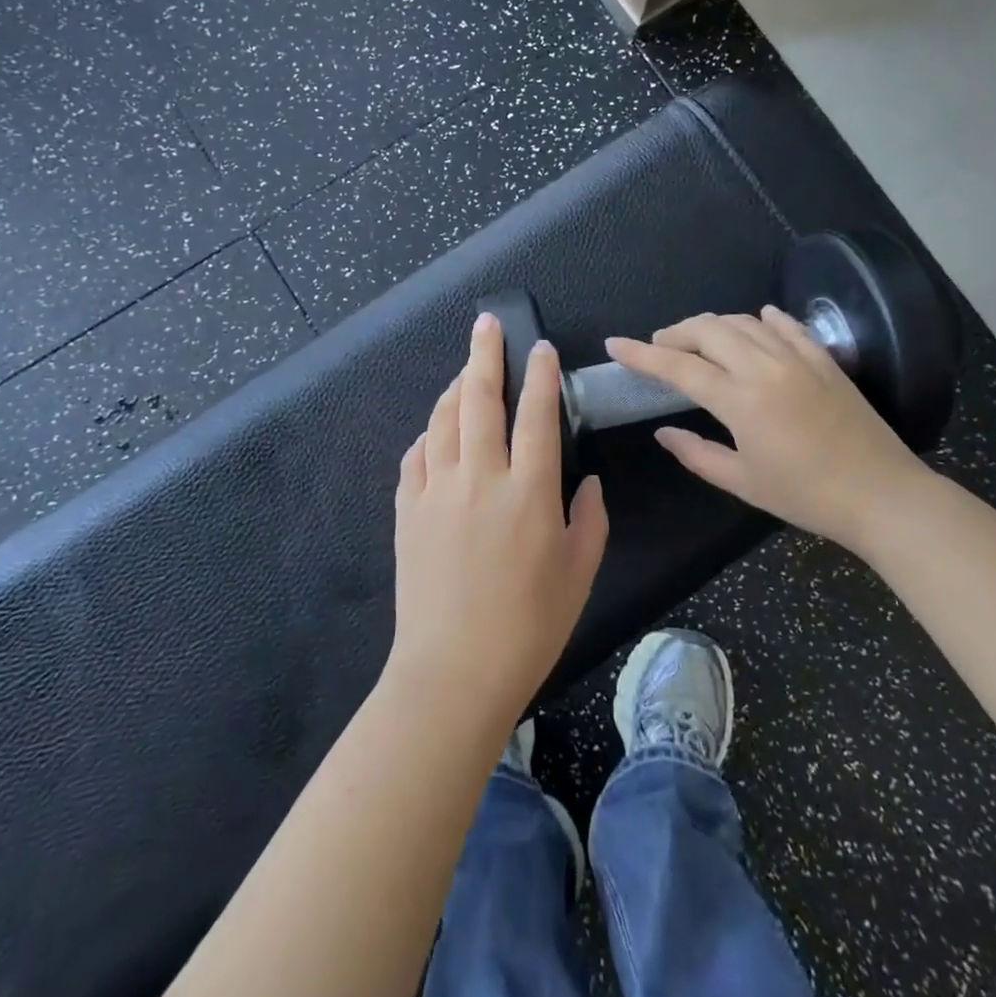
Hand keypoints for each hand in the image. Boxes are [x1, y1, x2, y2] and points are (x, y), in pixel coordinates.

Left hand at [388, 312, 608, 719]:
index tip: (540, 348)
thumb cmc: (528, 626)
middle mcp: (480, 477)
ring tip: (466, 371)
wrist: (453, 671)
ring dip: (456, 388)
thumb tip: (586, 484)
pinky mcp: (406, 510)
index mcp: (529, 491)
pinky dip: (428, 435)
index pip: (536, 414)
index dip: (540, 375)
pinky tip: (436, 433)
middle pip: (481, 398)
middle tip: (486, 324)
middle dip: (485, 354)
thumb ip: (589, 520)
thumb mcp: (579, 574)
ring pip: (443, 419)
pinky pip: (415, 456)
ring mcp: (436, 490)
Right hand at [605, 307, 929, 552]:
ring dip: (712, 325)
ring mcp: (798, 358)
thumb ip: (696, 453)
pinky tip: (756, 321)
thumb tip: (663, 432)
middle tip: (659, 347)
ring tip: (698, 341)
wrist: (882, 495)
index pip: (678, 366)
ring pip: (743, 322)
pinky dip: (763, 320)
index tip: (614, 344)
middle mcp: (765, 367)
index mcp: (740, 400)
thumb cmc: (806, 496)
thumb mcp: (743, 482)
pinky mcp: (824, 359)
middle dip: (675, 333)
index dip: (641, 354)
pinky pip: (787, 326)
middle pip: (708, 330)